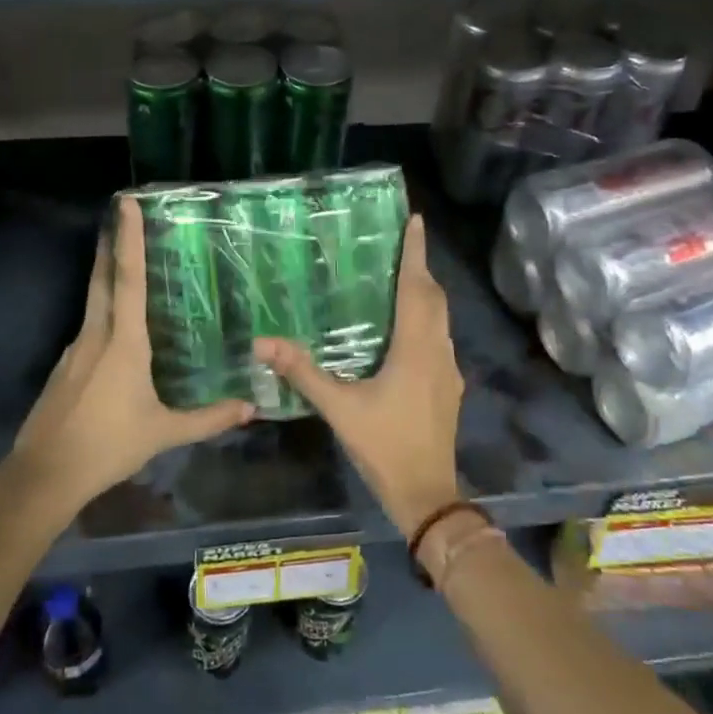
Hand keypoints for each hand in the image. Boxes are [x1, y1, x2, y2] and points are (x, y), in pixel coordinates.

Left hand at [10, 196, 253, 511]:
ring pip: (93, 302)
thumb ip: (208, 419)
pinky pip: (89, 327)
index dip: (129, 239)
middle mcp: (95, 335)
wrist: (45, 474)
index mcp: (123, 342)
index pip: (128, 279)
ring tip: (127, 264)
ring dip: (107, 275)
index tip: (126, 204)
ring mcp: (74, 349)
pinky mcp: (64, 367)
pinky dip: (103, 312)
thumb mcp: (164, 433)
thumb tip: (251, 407)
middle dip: (112, 243)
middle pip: (103, 278)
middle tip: (119, 213)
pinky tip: (116, 329)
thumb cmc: (108, 445)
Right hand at [254, 215, 463, 537]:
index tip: (415, 219)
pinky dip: (426, 319)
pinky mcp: (449, 387)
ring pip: (440, 318)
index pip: (418, 286)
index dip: (416, 251)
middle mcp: (438, 350)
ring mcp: (448, 370)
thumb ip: (302, 372)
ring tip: (400, 277)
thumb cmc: (385, 446)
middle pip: (434, 297)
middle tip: (399, 244)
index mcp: (416, 347)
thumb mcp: (339, 408)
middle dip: (420, 267)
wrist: (428, 494)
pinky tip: (404, 330)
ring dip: (425, 293)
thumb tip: (263, 341)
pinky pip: (438, 338)